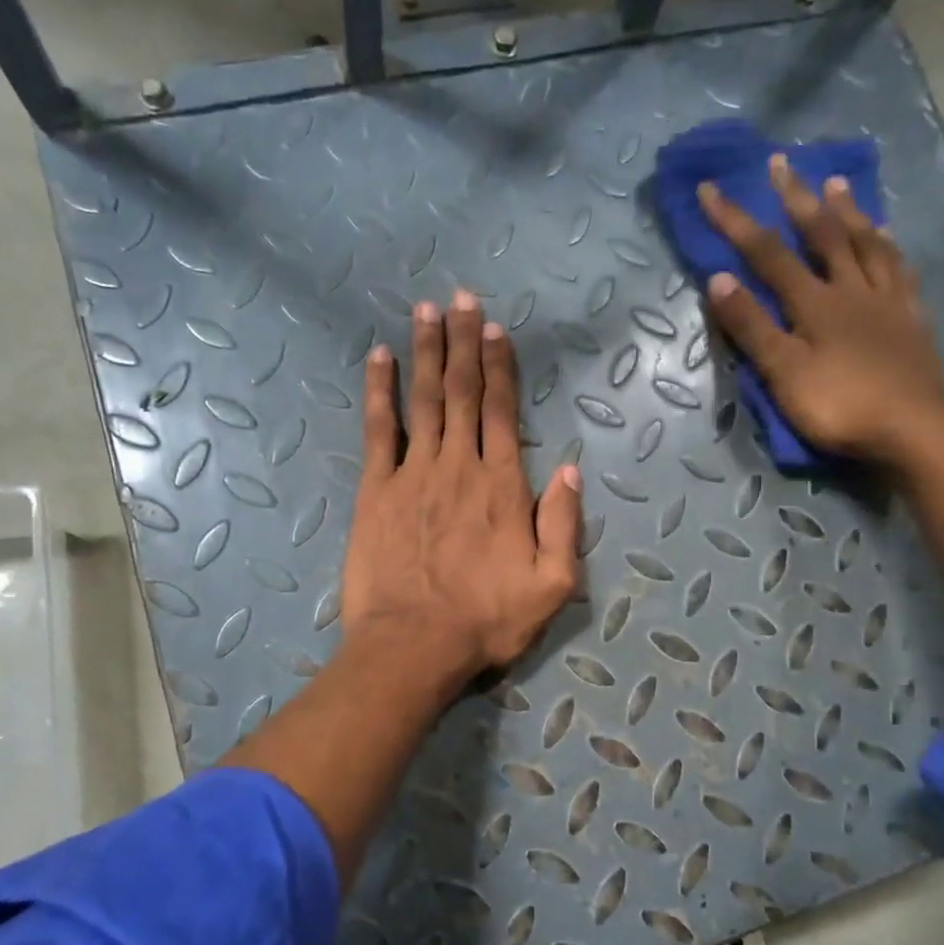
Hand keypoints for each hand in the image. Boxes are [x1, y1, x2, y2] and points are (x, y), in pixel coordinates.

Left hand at [342, 291, 581, 691]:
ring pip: (423, 400)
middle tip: (462, 299)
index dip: (499, 366)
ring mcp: (412, 474)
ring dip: (426, 352)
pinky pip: (378, 430)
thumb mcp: (551, 585)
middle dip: (463, 342)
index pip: (502, 411)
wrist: (413, 645)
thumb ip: (562, 523)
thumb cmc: (486, 620)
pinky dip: (379, 391)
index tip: (496, 329)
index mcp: (502, 485)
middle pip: (462, 392)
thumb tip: (568, 469)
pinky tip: (379, 358)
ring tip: (427, 311)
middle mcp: (458, 466)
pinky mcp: (375, 491)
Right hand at [698, 155, 943, 465]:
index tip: (710, 189)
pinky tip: (886, 237)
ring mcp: (887, 301)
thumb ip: (752, 327)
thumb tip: (718, 279)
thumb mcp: (783, 373)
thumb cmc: (839, 406)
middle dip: (797, 198)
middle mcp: (851, 289)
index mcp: (815, 303)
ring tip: (836, 184)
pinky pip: (899, 271)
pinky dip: (888, 247)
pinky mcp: (911, 319)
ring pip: (866, 244)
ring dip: (848, 212)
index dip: (736, 221)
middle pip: (822, 235)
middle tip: (783, 164)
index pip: (767, 254)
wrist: (912, 429)